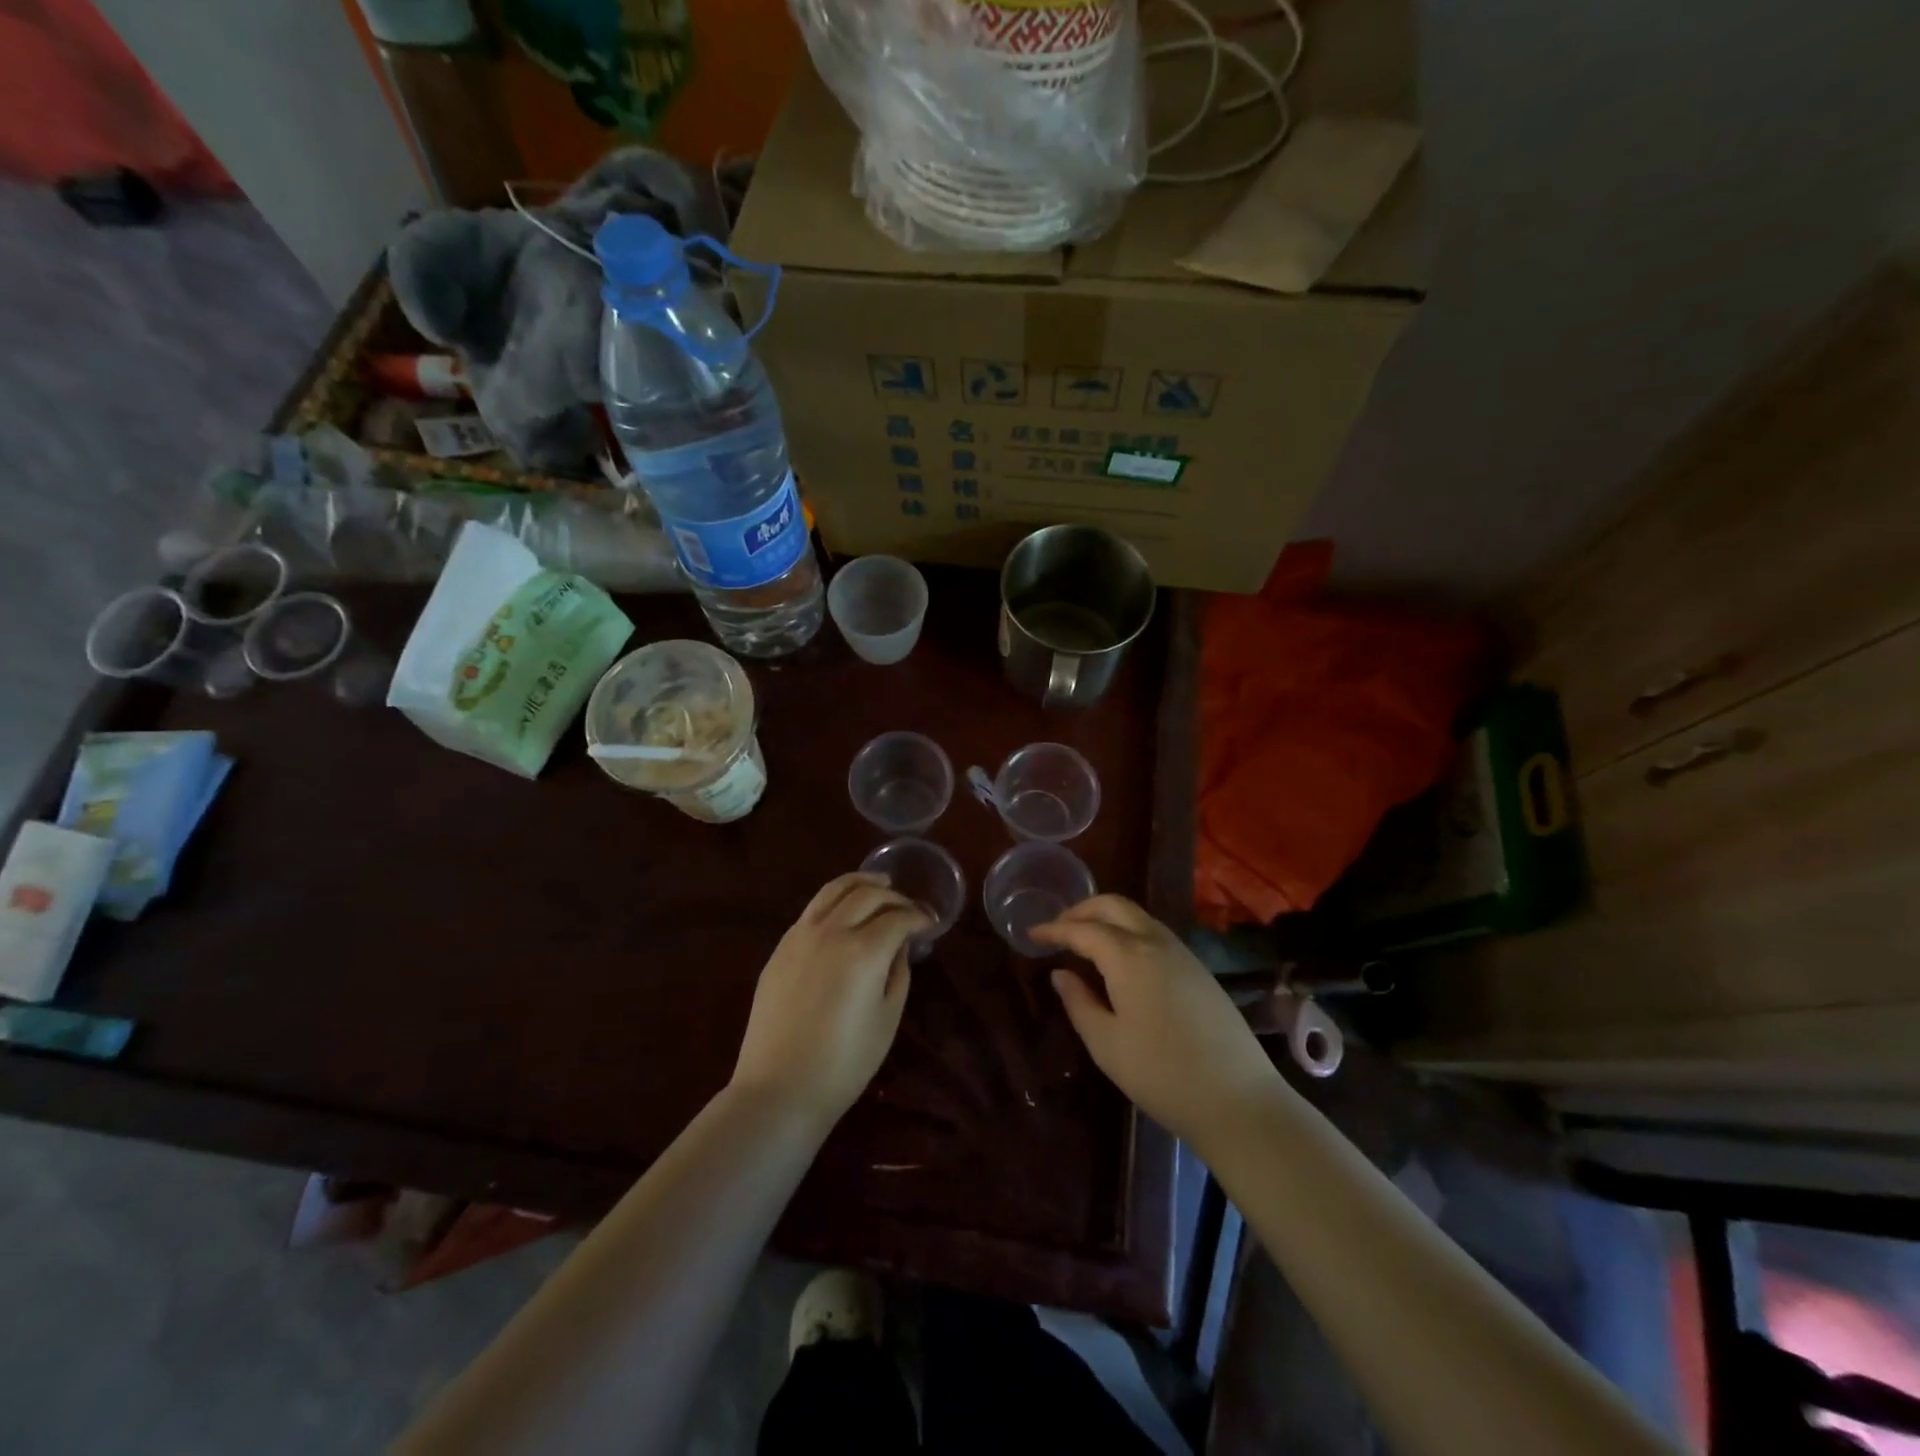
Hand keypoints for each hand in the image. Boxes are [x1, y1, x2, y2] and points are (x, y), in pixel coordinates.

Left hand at [731, 873, 929, 1124]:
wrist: (779, 1089)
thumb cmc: (844, 1063)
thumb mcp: (887, 1018)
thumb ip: (898, 972)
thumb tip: (900, 945)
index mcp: (863, 950)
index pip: (898, 917)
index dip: (919, 916)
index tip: (931, 923)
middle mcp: (831, 931)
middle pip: (867, 894)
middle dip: (894, 896)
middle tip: (909, 907)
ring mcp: (799, 936)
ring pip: (833, 890)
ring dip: (860, 882)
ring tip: (878, 883)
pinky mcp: (780, 948)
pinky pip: (812, 910)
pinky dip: (835, 900)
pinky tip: (843, 911)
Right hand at [1032, 896, 1280, 1146]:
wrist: (1239, 1100)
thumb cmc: (1162, 1074)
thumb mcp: (1107, 1044)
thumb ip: (1079, 1002)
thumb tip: (1061, 974)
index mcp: (1129, 956)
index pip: (1083, 930)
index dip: (1054, 929)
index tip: (1032, 933)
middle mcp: (1156, 942)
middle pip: (1114, 906)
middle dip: (1082, 910)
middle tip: (1058, 929)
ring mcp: (1183, 954)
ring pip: (1138, 917)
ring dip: (1107, 919)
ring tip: (1085, 942)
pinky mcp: (1199, 970)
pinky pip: (1155, 934)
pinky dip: (1129, 933)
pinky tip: (1120, 961)